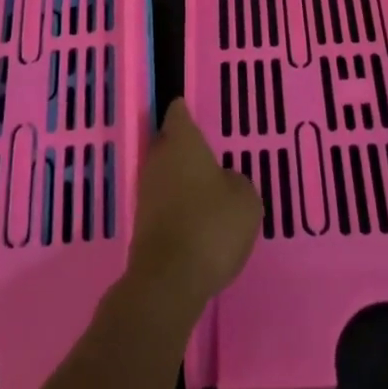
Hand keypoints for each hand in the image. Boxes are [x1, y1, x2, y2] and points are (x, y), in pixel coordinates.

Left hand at [125, 99, 260, 320]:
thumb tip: (224, 181)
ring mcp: (146, 191)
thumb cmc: (211, 225)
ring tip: (205, 186)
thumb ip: (237, 181)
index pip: (179, 113)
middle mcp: (158, 159)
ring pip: (164, 173)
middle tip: (207, 151)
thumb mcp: (245, 200)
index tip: (193, 109)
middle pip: (168, 142)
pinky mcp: (142, 222)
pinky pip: (162, 201)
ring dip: (180, 177)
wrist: (169, 279)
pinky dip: (176, 204)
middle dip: (183, 145)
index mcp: (182, 142)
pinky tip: (195, 217)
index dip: (186, 110)